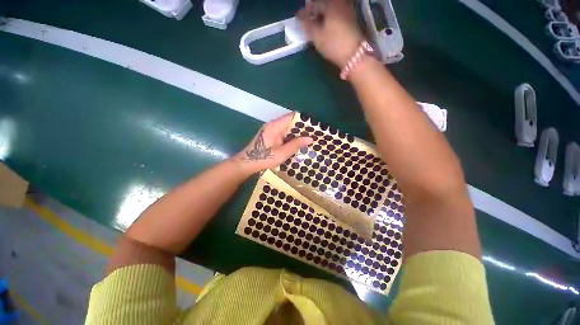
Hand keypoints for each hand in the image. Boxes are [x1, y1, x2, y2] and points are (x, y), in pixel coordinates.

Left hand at [233, 113, 312, 174]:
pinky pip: (283, 134)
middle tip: (314, 135)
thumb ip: (296, 144)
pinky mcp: (271, 136)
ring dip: (297, 134)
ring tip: (309, 139)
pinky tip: (298, 144)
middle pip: (290, 122)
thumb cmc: (264, 158)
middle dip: (302, 128)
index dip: (303, 120)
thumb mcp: (282, 153)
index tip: (314, 126)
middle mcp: (273, 125)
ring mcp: (271, 130)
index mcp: (275, 126)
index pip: (292, 116)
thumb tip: (310, 138)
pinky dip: (291, 138)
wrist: (247, 163)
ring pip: (287, 129)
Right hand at [297, 0, 364, 67]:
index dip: (306, 11)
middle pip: (325, 5)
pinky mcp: (351, 21)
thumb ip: (308, 26)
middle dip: (315, 11)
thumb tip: (301, 19)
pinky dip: (329, 19)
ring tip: (315, 24)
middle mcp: (341, 4)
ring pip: (331, 10)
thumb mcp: (317, 36)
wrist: (354, 55)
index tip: (298, 17)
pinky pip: (337, 15)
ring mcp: (348, 12)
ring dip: (322, 16)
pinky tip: (325, 27)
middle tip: (307, 20)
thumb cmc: (334, 44)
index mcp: (332, 4)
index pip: (315, 4)